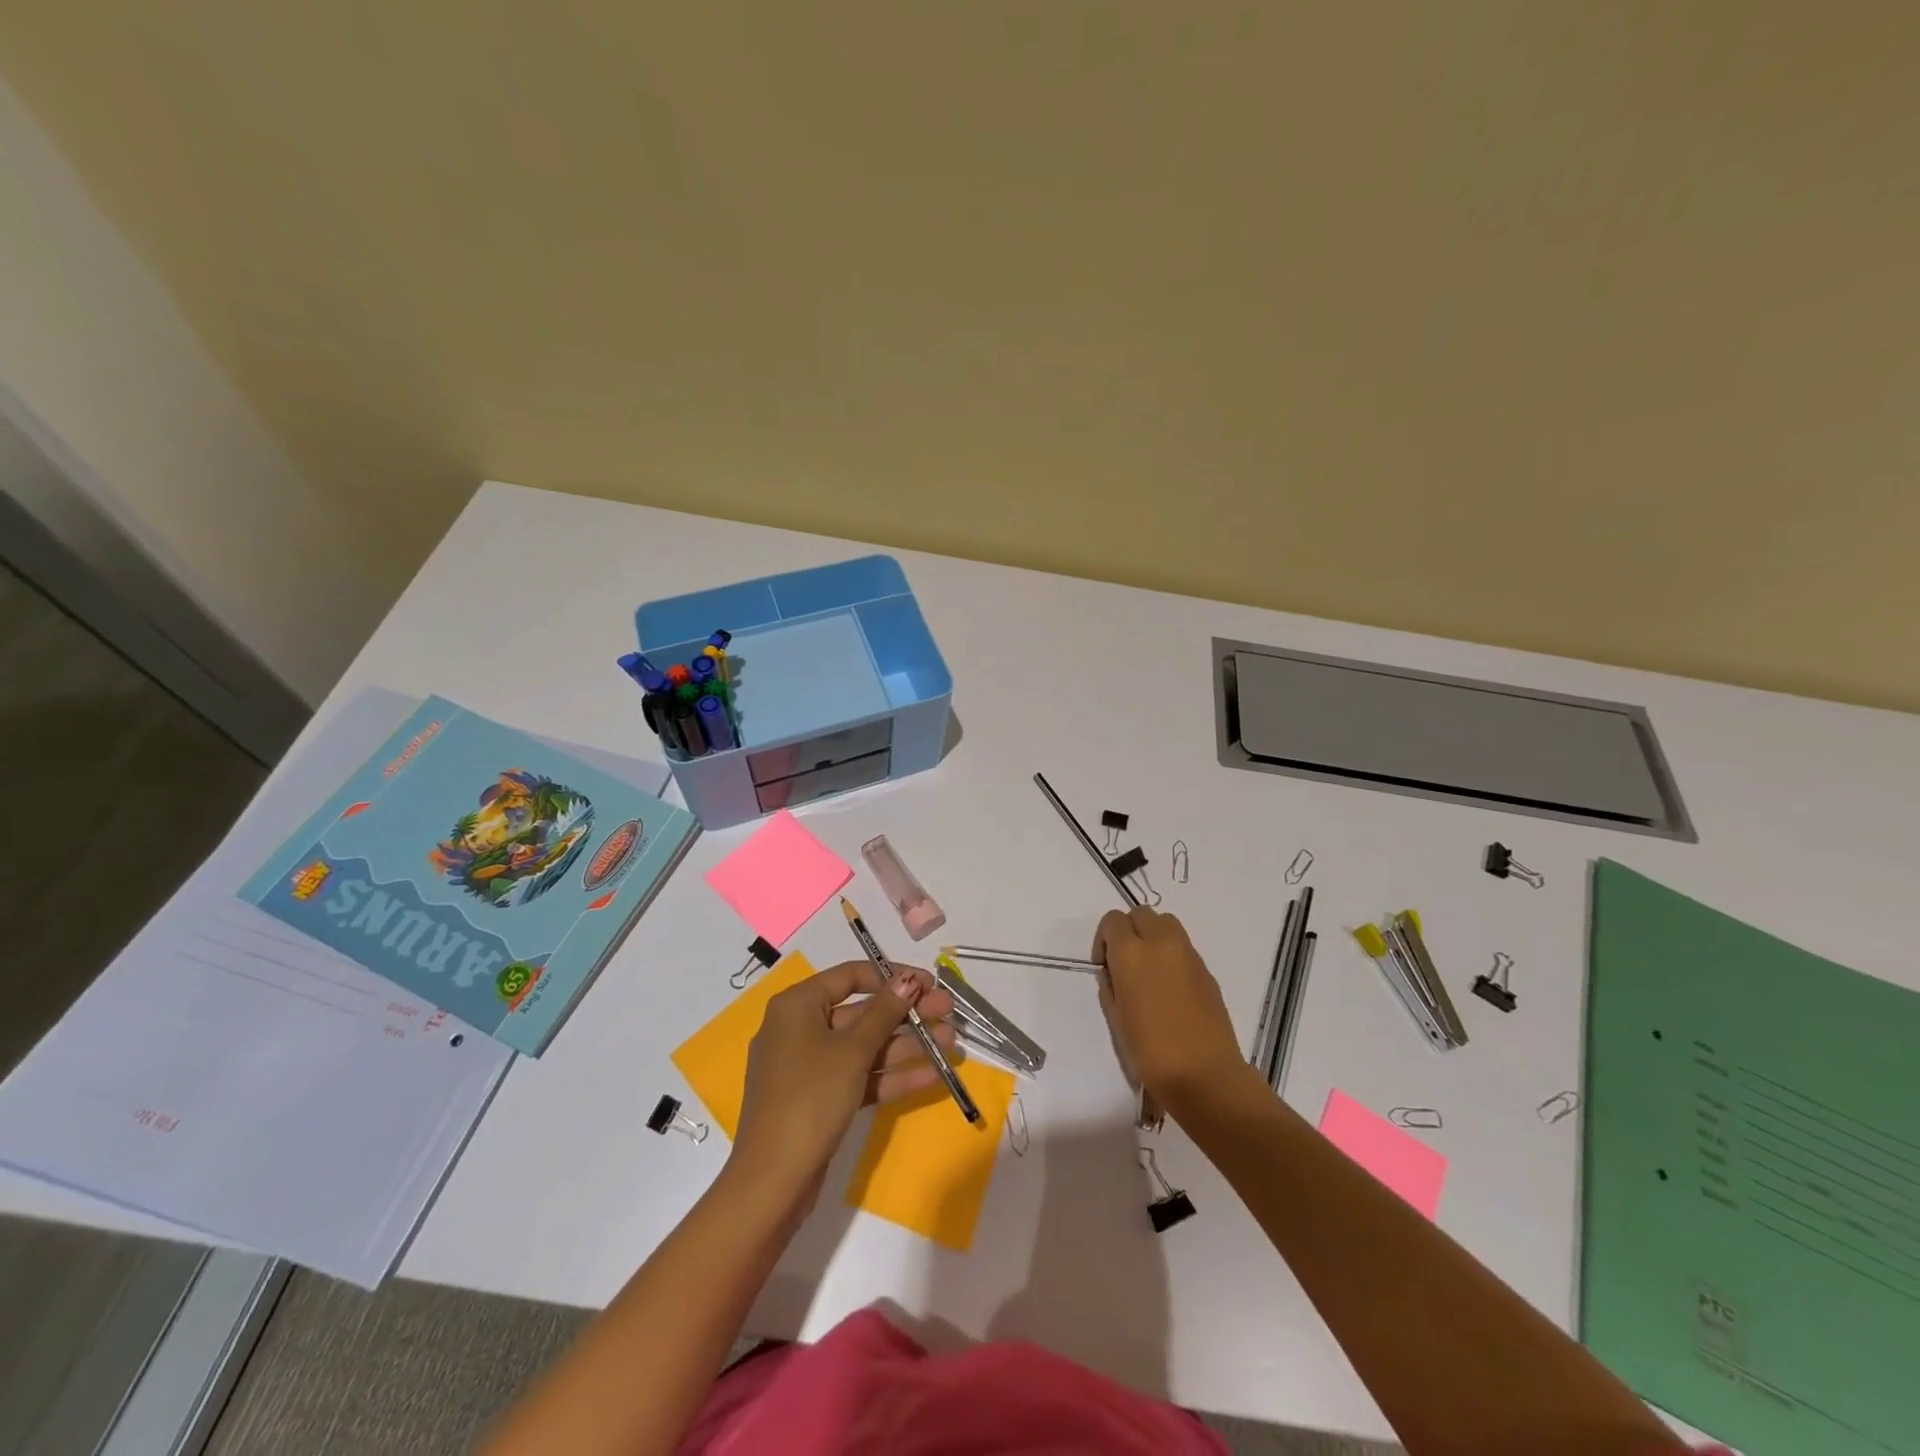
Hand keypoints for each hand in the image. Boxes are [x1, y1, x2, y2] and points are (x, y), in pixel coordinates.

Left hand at [732, 961, 959, 1201]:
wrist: (772, 1182)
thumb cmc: (810, 1098)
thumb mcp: (852, 1051)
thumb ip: (884, 1012)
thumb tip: (908, 979)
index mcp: (797, 1006)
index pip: (850, 976)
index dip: (892, 977)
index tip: (929, 983)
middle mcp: (800, 1029)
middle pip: (862, 1013)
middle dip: (907, 1015)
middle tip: (948, 1013)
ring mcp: (810, 1067)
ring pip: (865, 1047)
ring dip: (907, 1045)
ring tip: (951, 1045)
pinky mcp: (820, 1099)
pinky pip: (859, 1076)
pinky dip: (891, 1075)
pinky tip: (932, 1075)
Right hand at [1095, 908, 1252, 1112]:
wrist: (1205, 1075)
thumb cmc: (1150, 1052)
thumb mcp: (1116, 1018)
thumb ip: (1110, 985)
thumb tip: (1114, 972)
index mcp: (1131, 953)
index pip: (1112, 920)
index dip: (1104, 939)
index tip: (1105, 965)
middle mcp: (1160, 943)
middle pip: (1141, 913)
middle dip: (1129, 930)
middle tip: (1126, 963)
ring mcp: (1188, 954)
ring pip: (1166, 923)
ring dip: (1153, 936)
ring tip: (1150, 971)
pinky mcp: (1206, 969)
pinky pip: (1183, 947)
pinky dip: (1172, 954)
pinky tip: (1171, 988)